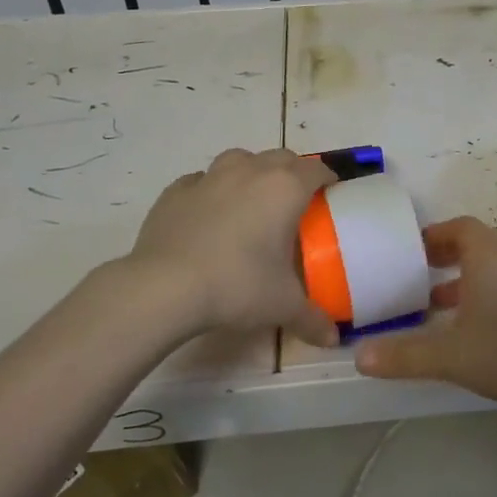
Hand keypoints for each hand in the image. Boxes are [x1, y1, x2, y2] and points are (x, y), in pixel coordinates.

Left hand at [128, 148, 340, 345]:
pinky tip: (209, 214)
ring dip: (252, 172)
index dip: (327, 179)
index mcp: (285, 189)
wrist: (165, 287)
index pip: (316, 170)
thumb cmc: (237, 285)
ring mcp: (210, 177)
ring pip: (240, 159)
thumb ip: (312, 318)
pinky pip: (201, 180)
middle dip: (293, 173)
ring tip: (252, 201)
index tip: (331, 195)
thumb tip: (332, 338)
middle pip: (281, 158)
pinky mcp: (176, 191)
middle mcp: (250, 171)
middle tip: (295, 202)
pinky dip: (212, 191)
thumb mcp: (283, 305)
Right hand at [355, 216, 496, 412]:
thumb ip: (404, 354)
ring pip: (485, 267)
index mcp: (487, 256)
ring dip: (457, 278)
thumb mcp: (450, 355)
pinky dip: (474, 295)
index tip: (406, 251)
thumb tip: (357, 356)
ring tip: (428, 303)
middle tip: (410, 274)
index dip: (432, 234)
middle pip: (471, 244)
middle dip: (440, 256)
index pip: (458, 226)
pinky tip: (461, 328)